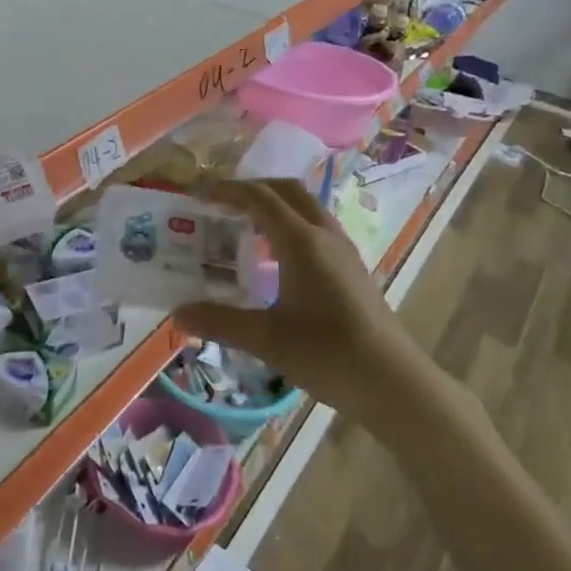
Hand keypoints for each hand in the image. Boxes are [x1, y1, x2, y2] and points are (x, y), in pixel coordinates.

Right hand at [175, 179, 410, 415]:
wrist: (393, 382)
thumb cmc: (327, 354)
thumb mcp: (266, 339)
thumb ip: (219, 321)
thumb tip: (177, 312)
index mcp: (301, 241)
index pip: (259, 198)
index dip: (227, 191)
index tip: (199, 195)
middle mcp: (324, 235)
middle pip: (287, 191)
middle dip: (253, 188)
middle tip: (222, 203)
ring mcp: (343, 250)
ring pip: (306, 207)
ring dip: (275, 204)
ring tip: (246, 225)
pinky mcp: (352, 268)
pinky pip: (317, 227)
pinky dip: (291, 224)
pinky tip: (277, 257)